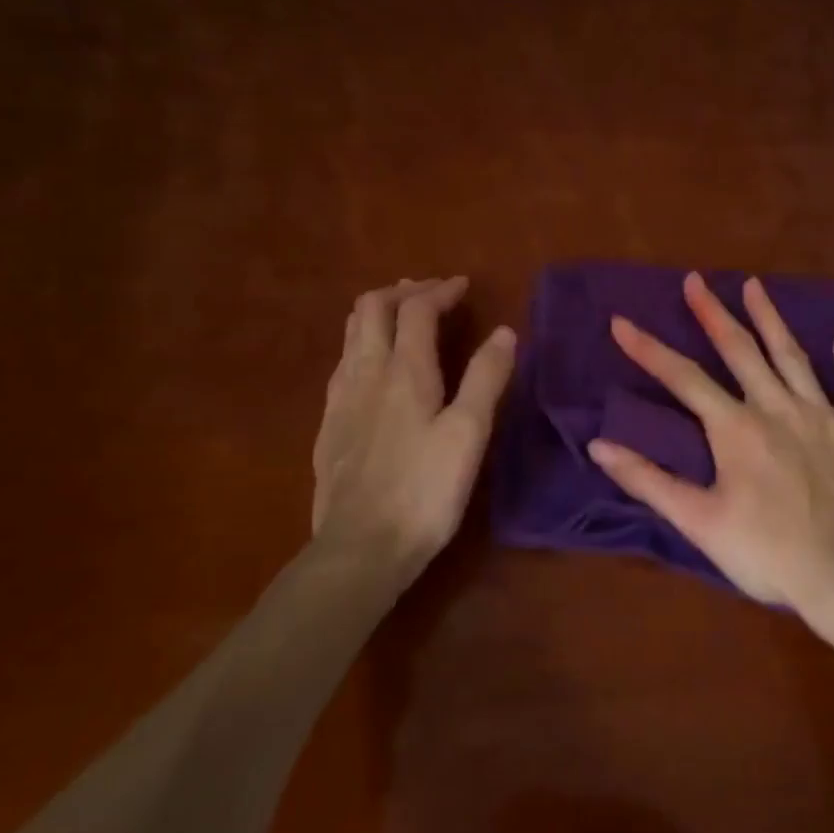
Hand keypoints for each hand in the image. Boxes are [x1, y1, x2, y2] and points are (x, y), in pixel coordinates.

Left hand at [311, 277, 514, 590]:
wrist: (361, 547)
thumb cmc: (425, 491)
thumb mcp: (469, 434)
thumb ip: (486, 379)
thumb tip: (504, 332)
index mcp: (404, 371)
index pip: (416, 310)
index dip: (440, 291)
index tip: (462, 285)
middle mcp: (365, 374)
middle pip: (371, 309)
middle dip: (402, 292)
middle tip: (430, 293)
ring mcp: (340, 400)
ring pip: (351, 335)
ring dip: (378, 315)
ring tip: (402, 318)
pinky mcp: (328, 426)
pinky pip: (342, 365)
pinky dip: (362, 346)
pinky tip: (374, 369)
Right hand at [587, 271, 833, 616]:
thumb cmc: (767, 552)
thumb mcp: (698, 522)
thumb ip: (648, 481)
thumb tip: (599, 446)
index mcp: (735, 428)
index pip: (683, 378)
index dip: (649, 349)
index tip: (621, 321)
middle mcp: (777, 408)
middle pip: (740, 351)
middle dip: (713, 314)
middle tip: (696, 280)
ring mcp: (822, 416)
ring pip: (793, 356)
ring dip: (771, 319)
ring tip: (755, 286)